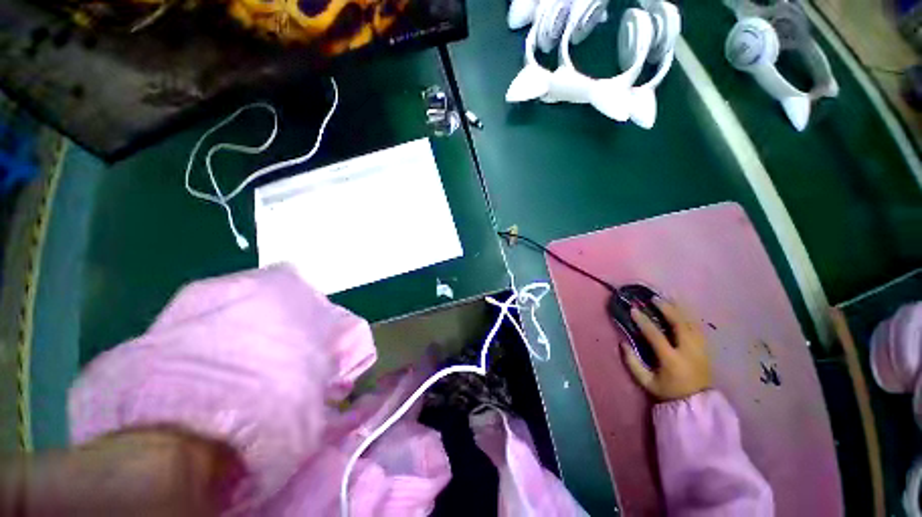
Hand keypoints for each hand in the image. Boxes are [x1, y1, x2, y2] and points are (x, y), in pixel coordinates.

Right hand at [621, 298, 711, 400]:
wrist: (697, 404)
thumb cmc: (668, 392)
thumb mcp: (646, 382)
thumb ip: (633, 363)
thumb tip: (623, 343)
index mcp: (672, 359)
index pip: (656, 335)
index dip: (643, 321)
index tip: (633, 310)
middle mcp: (688, 351)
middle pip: (679, 324)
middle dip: (667, 308)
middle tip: (654, 298)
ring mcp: (700, 349)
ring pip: (691, 323)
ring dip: (679, 309)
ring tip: (668, 298)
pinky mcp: (705, 349)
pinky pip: (698, 328)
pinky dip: (689, 317)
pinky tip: (682, 310)